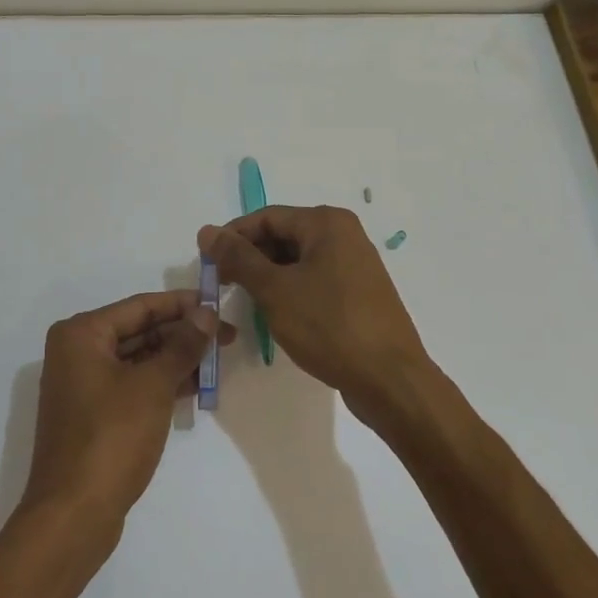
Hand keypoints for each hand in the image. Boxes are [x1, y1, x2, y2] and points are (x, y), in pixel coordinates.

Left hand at [18, 290, 233, 542]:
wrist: (73, 515)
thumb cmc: (112, 437)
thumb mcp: (153, 386)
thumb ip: (182, 345)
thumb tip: (207, 313)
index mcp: (82, 334)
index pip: (141, 307)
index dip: (182, 304)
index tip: (218, 303)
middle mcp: (77, 352)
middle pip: (139, 331)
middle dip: (182, 333)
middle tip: (226, 336)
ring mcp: (83, 385)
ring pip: (138, 359)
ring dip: (176, 359)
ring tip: (218, 360)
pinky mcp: (93, 414)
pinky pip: (133, 384)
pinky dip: (162, 383)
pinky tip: (195, 386)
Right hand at [198, 206, 432, 415]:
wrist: (390, 380)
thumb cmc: (329, 326)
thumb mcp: (275, 290)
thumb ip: (238, 258)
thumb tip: (207, 231)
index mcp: (326, 223)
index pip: (266, 217)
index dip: (232, 237)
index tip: (206, 262)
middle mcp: (343, 235)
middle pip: (283, 236)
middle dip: (250, 258)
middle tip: (222, 284)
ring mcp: (354, 264)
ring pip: (298, 260)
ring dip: (269, 276)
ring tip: (245, 301)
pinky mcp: (358, 293)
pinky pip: (315, 280)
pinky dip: (291, 290)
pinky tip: (276, 314)